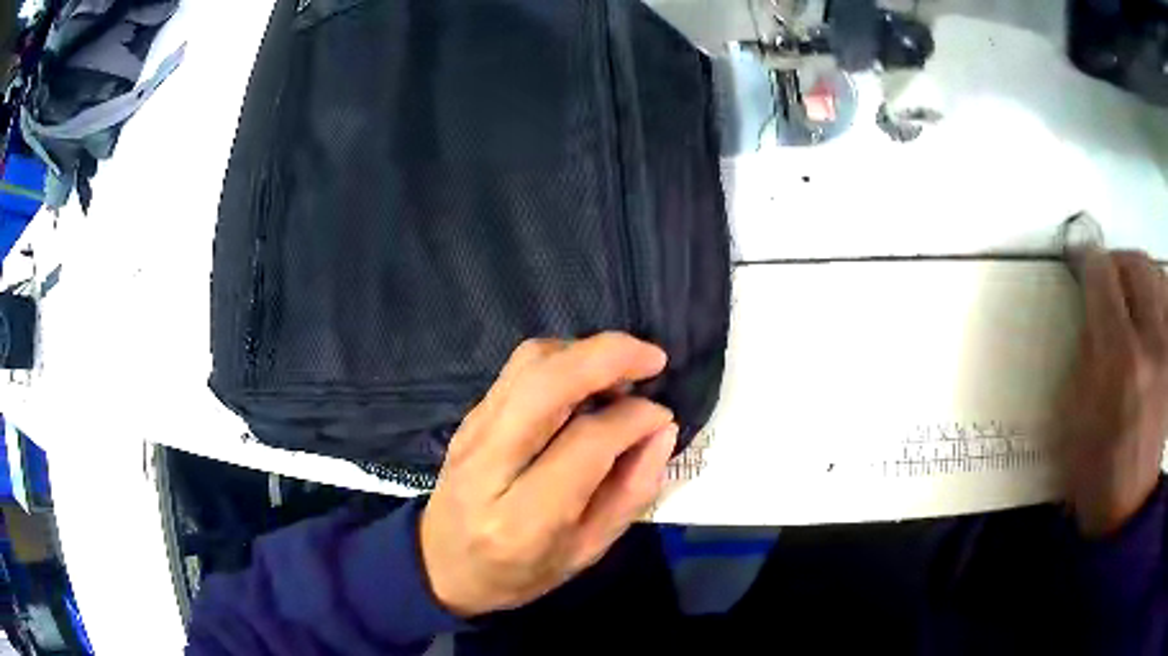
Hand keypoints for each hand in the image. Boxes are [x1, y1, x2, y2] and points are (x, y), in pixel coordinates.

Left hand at [419, 333, 677, 616]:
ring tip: (622, 370)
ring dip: (583, 352)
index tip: (663, 416)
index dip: (634, 418)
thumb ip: (630, 492)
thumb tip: (662, 429)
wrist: (442, 566)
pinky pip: (517, 371)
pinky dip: (561, 360)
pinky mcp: (468, 418)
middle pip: (546, 384)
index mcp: (523, 518)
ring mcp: (471, 433)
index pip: (585, 443)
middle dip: (608, 356)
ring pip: (529, 365)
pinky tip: (586, 380)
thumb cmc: (519, 574)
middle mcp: (489, 465)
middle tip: (653, 359)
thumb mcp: (586, 552)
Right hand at [1061, 249, 1167, 536]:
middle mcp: (1152, 343)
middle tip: (1105, 278)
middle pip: (1136, 264)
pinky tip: (1150, 310)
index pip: (1103, 278)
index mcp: (1121, 360)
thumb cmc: (1096, 474)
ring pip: (1157, 275)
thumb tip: (1092, 314)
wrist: (1128, 514)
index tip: (1079, 263)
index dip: (1087, 262)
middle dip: (1117, 262)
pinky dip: (1158, 292)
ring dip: (1140, 274)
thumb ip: (1084, 353)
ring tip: (1129, 292)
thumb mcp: (1074, 418)